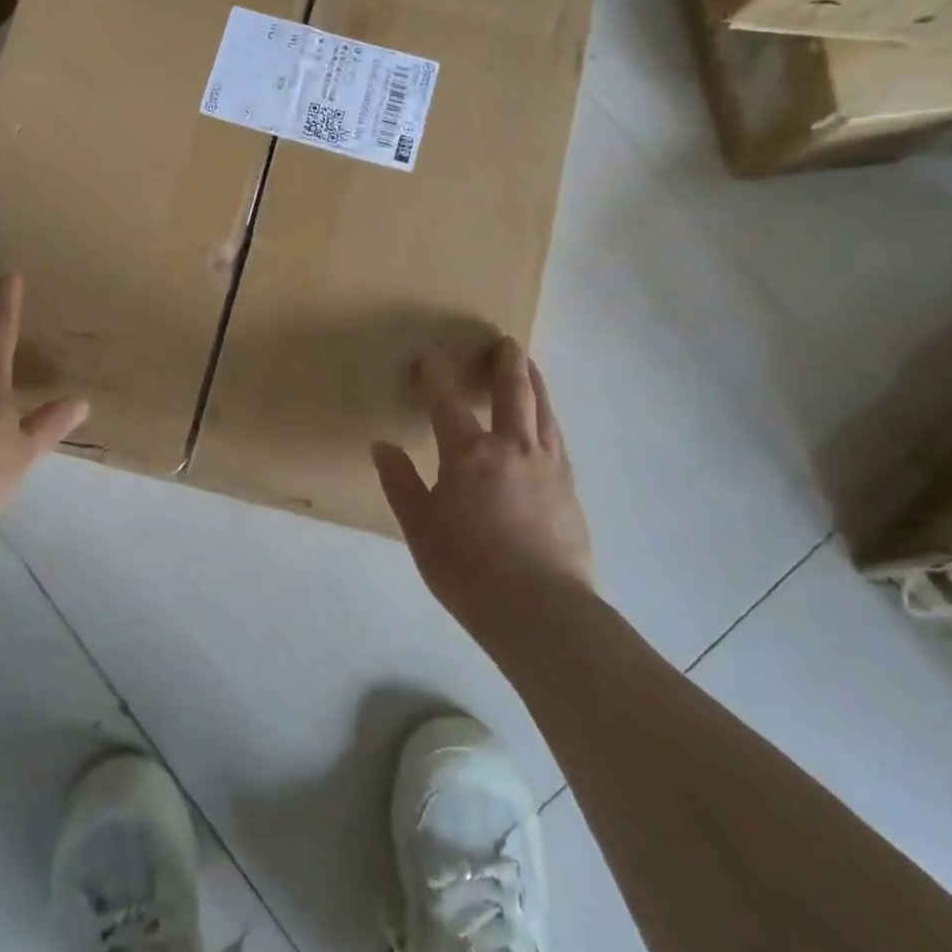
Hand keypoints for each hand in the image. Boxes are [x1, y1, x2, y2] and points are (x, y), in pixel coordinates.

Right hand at [373, 337, 594, 638]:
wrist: (541, 610)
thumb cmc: (468, 569)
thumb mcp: (420, 528)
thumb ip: (401, 484)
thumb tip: (382, 447)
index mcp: (469, 454)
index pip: (446, 403)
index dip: (435, 376)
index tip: (429, 357)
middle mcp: (512, 448)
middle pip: (512, 393)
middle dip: (505, 364)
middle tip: (505, 341)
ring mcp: (547, 466)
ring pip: (542, 411)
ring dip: (534, 383)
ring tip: (530, 365)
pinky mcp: (569, 488)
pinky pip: (558, 439)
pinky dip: (549, 418)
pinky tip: (548, 422)